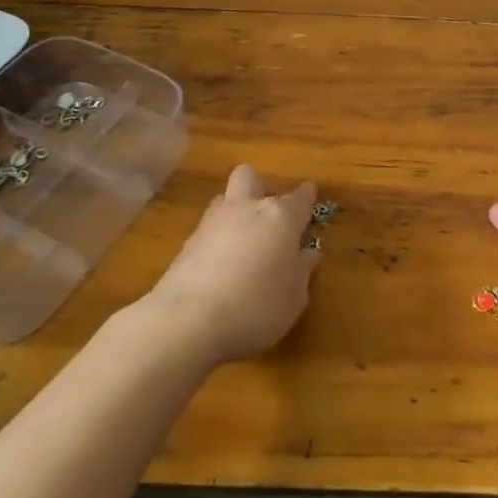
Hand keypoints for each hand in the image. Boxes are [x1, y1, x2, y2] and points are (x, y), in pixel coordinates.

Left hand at [144, 164, 319, 364]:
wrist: (188, 320)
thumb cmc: (257, 306)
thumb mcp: (294, 297)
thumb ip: (302, 270)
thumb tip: (308, 253)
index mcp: (280, 217)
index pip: (300, 197)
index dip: (307, 195)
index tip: (310, 195)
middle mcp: (246, 209)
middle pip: (251, 177)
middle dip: (261, 186)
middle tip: (269, 212)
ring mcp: (212, 222)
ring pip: (225, 199)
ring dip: (236, 211)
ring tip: (245, 240)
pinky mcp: (187, 243)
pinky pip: (208, 228)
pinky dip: (218, 238)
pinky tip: (222, 263)